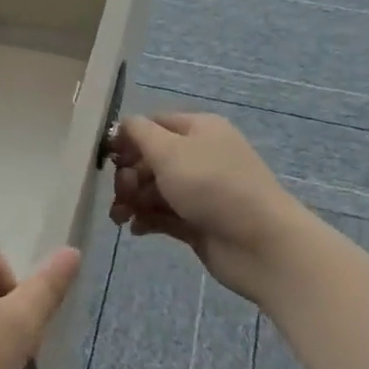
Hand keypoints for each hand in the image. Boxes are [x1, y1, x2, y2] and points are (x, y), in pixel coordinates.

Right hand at [109, 112, 308, 302]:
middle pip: (151, 158)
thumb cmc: (213, 186)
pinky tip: (136, 229)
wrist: (262, 245)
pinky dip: (147, 219)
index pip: (154, 124)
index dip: (128, 138)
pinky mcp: (198, 223)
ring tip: (120, 218)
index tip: (106, 157)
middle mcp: (200, 156)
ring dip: (132, 200)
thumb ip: (139, 133)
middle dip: (128, 174)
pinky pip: (164, 215)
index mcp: (198, 129)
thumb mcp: (169, 150)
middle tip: (120, 193)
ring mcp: (200, 192)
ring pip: (155, 189)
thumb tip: (122, 126)